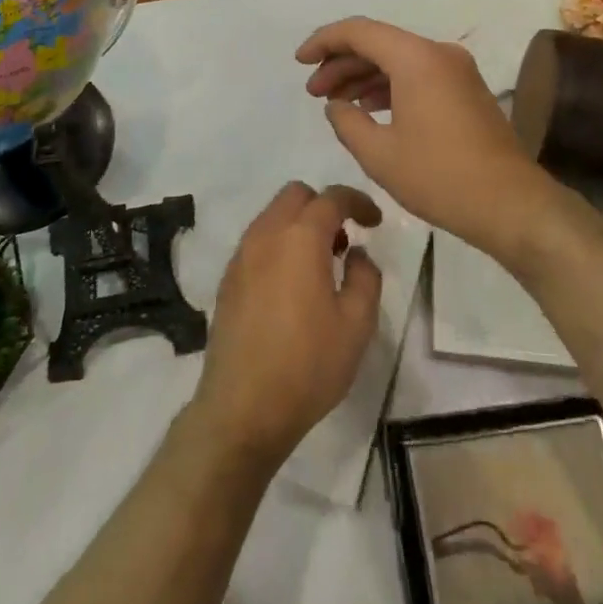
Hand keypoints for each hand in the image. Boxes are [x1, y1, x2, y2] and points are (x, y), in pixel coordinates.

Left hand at [189, 181, 383, 470]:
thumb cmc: (308, 364)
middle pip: (296, 195)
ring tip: (320, 265)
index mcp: (300, 237)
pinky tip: (291, 285)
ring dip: (299, 225)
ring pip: (273, 216)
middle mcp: (266, 234)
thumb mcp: (357, 324)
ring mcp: (241, 255)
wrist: (243, 408)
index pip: (332, 197)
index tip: (374, 221)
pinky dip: (279, 244)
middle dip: (324, 206)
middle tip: (344, 241)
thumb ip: (365, 277)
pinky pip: (258, 241)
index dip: (358, 201)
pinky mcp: (227, 279)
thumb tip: (356, 254)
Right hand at [297, 17, 558, 259]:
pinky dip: (389, 86)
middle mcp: (438, 53)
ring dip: (364, 76)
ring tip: (335, 103)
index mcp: (416, 58)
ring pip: (398, 59)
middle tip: (313, 91)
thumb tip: (336, 105)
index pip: (359, 31)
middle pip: (379, 43)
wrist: (511, 204)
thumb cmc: (440, 177)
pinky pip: (418, 74)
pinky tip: (369, 109)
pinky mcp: (465, 90)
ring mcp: (456, 70)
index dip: (323, 41)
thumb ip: (346, 122)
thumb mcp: (379, 154)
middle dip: (341, 63)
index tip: (299, 62)